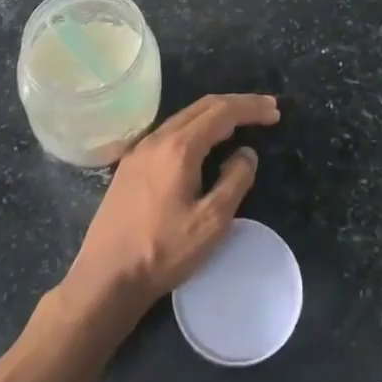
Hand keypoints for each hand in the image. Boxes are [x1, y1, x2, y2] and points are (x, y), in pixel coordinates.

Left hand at [63, 93, 279, 314]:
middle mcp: (158, 138)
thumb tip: (246, 153)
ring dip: (215, 114)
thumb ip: (235, 181)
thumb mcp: (211, 223)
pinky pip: (170, 132)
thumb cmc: (162, 251)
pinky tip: (204, 143)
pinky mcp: (131, 164)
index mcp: (179, 147)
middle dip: (236, 104)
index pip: (222, 112)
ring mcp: (140, 150)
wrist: (106, 277)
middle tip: (265, 111)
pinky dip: (195, 128)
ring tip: (240, 123)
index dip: (251, 107)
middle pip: (202, 106)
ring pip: (184, 117)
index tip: (275, 110)